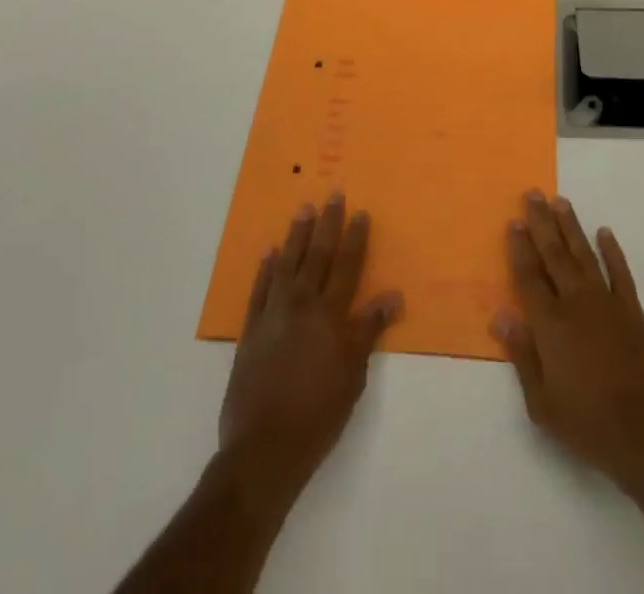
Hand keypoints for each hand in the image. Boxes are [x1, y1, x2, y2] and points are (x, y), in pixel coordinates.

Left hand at [218, 195, 402, 497]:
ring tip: (303, 210)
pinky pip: (259, 290)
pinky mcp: (250, 331)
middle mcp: (302, 305)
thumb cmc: (319, 414)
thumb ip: (368, 330)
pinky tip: (269, 253)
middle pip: (318, 256)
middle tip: (332, 195)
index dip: (355, 238)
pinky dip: (265, 270)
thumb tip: (392, 295)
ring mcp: (273, 315)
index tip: (360, 212)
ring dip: (296, 236)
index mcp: (330, 315)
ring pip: (287, 264)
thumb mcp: (354, 375)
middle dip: (327, 224)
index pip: (347, 266)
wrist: (264, 448)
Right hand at [491, 190, 643, 489]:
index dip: (520, 248)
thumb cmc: (587, 423)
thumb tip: (501, 316)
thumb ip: (521, 355)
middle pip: (554, 254)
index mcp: (550, 324)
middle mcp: (575, 303)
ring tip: (561, 201)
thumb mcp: (541, 403)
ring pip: (584, 254)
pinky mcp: (632, 311)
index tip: (513, 221)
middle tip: (533, 194)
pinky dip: (612, 251)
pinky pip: (620, 273)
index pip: (529, 276)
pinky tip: (605, 232)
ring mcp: (606, 303)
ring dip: (571, 227)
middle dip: (542, 223)